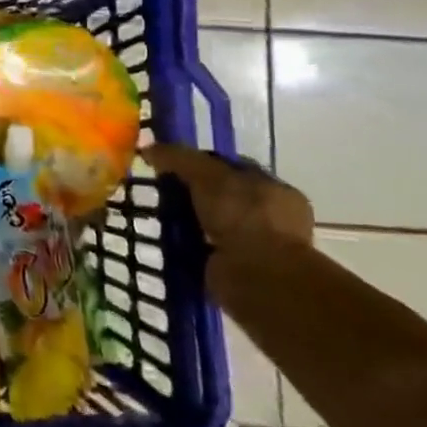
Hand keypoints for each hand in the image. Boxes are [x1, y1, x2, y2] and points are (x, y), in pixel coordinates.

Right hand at [144, 144, 312, 257]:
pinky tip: (171, 243)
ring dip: (193, 223)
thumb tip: (150, 148)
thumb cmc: (243, 217)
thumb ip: (180, 158)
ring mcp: (260, 247)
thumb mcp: (207, 175)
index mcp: (276, 190)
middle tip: (162, 192)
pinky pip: (210, 251)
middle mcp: (274, 217)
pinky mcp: (243, 272)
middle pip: (224, 196)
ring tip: (161, 219)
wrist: (257, 278)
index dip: (202, 162)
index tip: (172, 164)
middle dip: (195, 195)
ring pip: (216, 225)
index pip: (234, 168)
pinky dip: (192, 247)